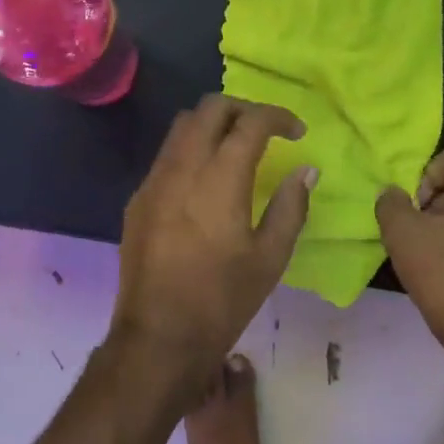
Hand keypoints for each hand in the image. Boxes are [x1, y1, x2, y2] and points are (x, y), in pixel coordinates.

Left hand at [108, 95, 316, 411]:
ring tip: (235, 149)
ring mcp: (154, 180)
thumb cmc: (222, 299)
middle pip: (209, 108)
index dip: (278, 116)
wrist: (158, 334)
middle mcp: (182, 167)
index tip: (297, 131)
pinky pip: (166, 156)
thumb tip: (305, 171)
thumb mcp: (270, 258)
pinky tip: (204, 181)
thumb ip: (290, 207)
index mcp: (220, 178)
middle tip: (265, 131)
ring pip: (181, 127)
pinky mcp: (138, 198)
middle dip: (242, 108)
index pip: (250, 122)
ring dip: (212, 125)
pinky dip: (190, 150)